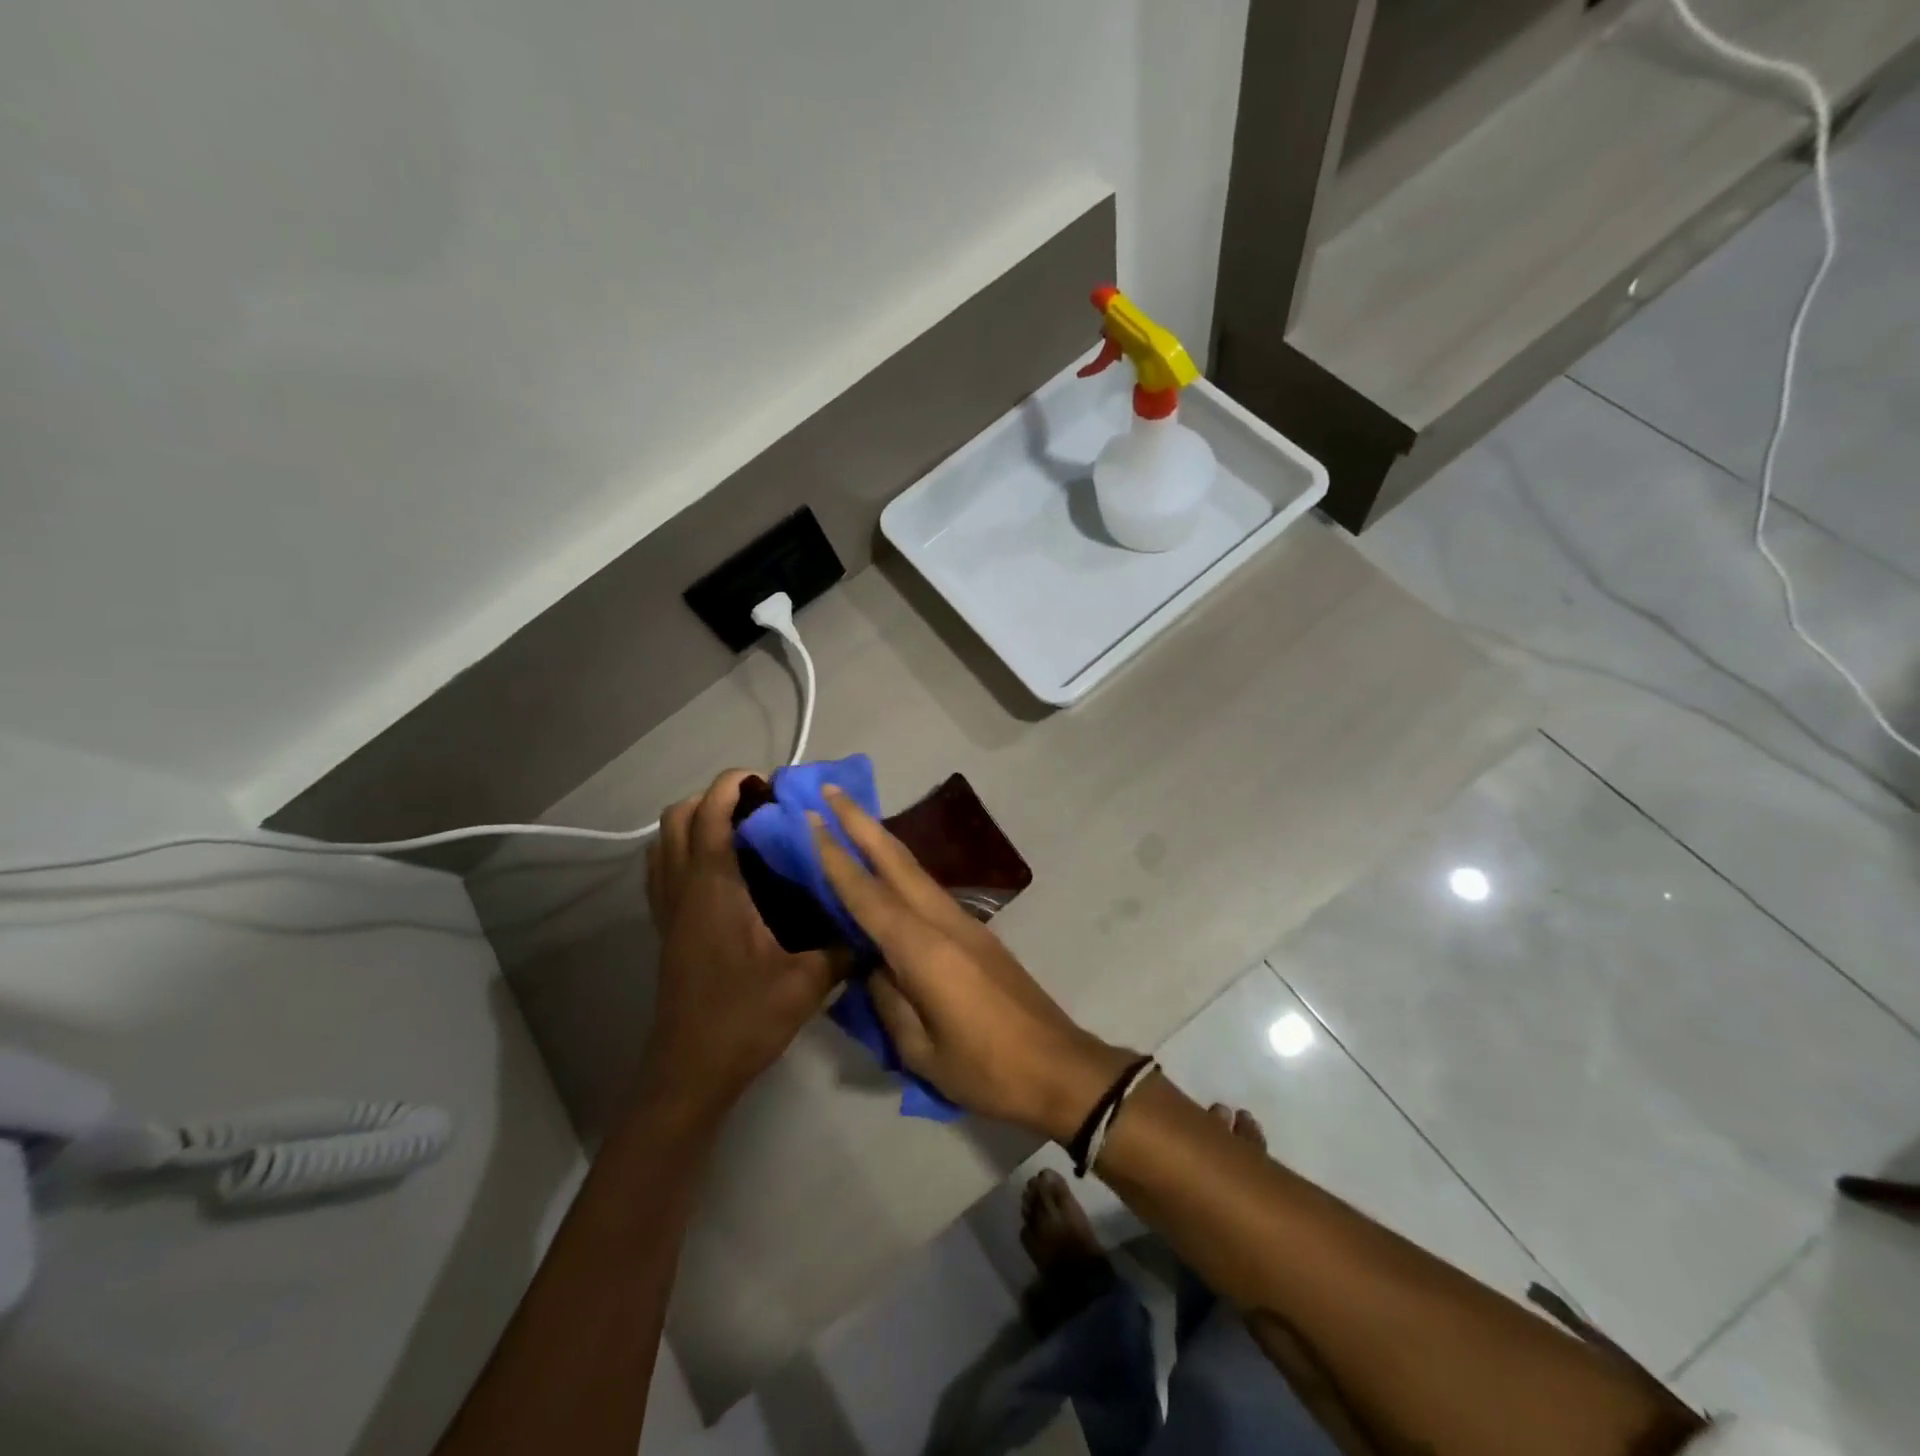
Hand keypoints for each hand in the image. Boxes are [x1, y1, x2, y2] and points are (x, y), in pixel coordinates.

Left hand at [641, 770, 840, 1121]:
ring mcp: (669, 910)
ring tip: (741, 832)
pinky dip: (685, 851)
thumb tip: (873, 925)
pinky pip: (664, 870)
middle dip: (713, 799)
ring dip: (695, 823)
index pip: (710, 816)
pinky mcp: (666, 929)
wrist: (690, 1072)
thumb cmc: (744, 1019)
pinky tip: (723, 872)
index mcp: (714, 890)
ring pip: (664, 843)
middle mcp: (684, 890)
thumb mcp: (806, 983)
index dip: (731, 786)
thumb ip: (843, 948)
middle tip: (758, 809)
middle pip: (678, 819)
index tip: (765, 781)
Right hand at [811, 788, 1135, 1139]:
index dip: (835, 856)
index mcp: (923, 950)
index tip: (811, 818)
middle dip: (860, 822)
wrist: (1059, 1068)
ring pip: (915, 871)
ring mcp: (966, 923)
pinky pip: (929, 892)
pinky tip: (887, 874)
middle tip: (829, 789)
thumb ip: (888, 1000)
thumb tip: (872, 965)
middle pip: (896, 861)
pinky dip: (901, 871)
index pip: (867, 894)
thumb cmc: (986, 1069)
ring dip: (882, 841)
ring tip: (851, 820)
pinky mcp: (978, 934)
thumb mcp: (921, 1049)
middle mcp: (943, 922)